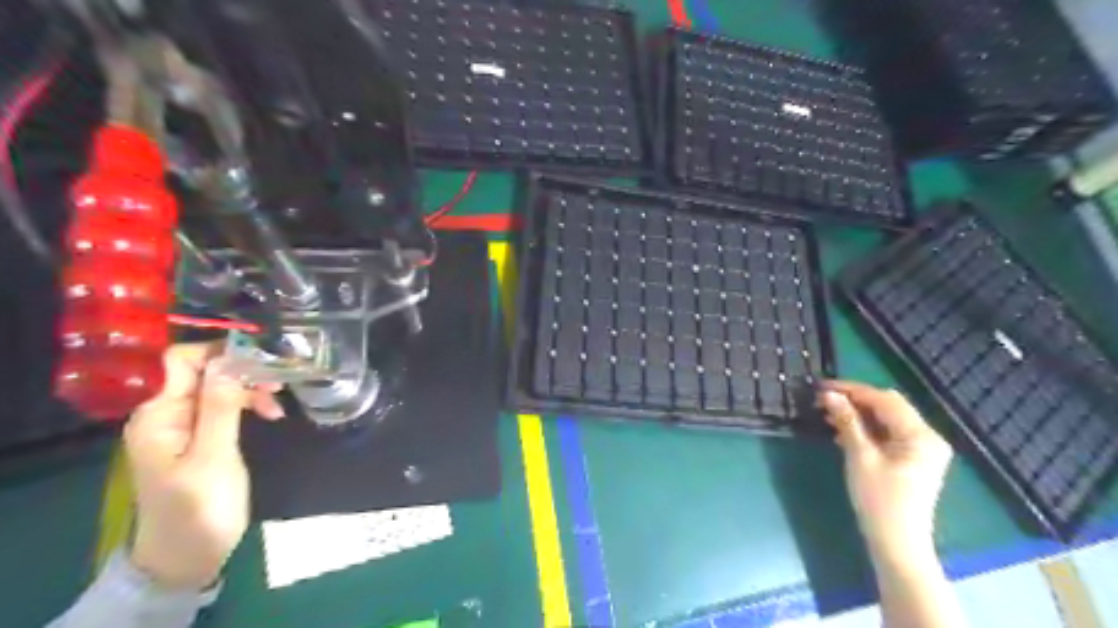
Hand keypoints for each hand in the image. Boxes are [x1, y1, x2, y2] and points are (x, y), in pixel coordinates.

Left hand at [122, 341, 285, 591]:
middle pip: (204, 370)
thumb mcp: (214, 457)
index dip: (220, 352)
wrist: (187, 555)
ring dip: (249, 388)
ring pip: (218, 386)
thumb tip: (230, 361)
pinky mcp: (200, 436)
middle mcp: (165, 413)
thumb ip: (221, 408)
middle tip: (278, 385)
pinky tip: (268, 412)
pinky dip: (246, 403)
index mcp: (158, 415)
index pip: (181, 361)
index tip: (263, 356)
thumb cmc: (199, 508)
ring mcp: (182, 424)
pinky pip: (222, 404)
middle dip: (242, 371)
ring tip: (276, 405)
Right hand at [818, 381, 951, 560]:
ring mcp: (921, 449)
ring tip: (827, 414)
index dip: (852, 390)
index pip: (884, 400)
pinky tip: (842, 431)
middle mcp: (927, 437)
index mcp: (921, 435)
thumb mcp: (860, 457)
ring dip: (858, 414)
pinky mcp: (912, 459)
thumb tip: (831, 395)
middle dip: (855, 400)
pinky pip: (887, 433)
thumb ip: (847, 422)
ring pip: (886, 419)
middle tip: (823, 400)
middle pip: (888, 406)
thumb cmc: (879, 499)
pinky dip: (866, 428)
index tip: (822, 387)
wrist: (897, 543)